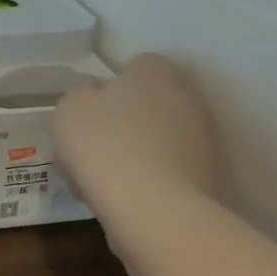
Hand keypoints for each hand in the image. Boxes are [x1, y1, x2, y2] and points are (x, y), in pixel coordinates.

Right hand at [52, 54, 218, 210]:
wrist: (153, 209)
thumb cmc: (104, 146)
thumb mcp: (68, 111)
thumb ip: (79, 98)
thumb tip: (93, 101)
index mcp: (155, 72)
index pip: (136, 66)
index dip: (109, 88)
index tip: (88, 114)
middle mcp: (187, 97)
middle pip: (147, 106)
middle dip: (121, 125)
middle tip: (90, 151)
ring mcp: (202, 139)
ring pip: (156, 141)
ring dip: (133, 155)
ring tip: (100, 184)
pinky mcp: (208, 177)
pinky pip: (167, 172)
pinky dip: (147, 182)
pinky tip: (123, 201)